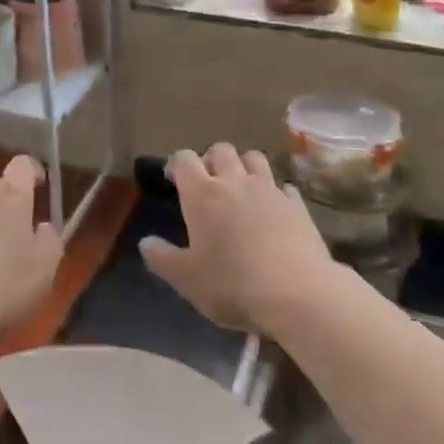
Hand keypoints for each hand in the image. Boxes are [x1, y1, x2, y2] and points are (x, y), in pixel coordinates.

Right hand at [139, 144, 333, 334]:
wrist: (298, 294)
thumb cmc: (232, 284)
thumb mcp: (186, 279)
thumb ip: (162, 258)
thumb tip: (145, 242)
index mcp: (203, 194)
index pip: (184, 159)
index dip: (177, 164)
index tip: (173, 179)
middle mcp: (235, 182)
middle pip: (221, 150)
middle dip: (211, 159)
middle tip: (207, 183)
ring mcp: (270, 190)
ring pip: (254, 158)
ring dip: (243, 166)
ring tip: (240, 188)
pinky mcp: (297, 205)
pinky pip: (283, 186)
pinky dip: (275, 192)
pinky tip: (273, 209)